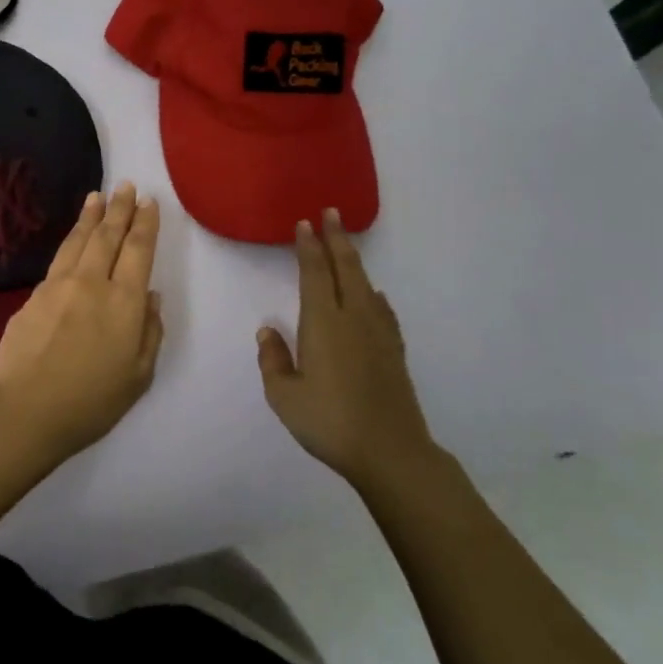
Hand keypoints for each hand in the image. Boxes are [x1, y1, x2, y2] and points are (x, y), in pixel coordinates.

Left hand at [0, 182, 165, 458]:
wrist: (24, 411)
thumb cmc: (90, 402)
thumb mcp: (138, 376)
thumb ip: (149, 333)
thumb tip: (151, 298)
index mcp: (124, 302)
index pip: (138, 251)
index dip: (145, 224)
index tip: (149, 202)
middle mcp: (91, 283)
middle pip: (107, 236)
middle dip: (119, 208)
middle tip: (125, 185)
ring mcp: (57, 286)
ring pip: (78, 241)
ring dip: (90, 217)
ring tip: (96, 197)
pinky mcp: (32, 297)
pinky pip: (58, 261)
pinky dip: (70, 243)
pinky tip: (72, 241)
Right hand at [257, 208, 440, 489]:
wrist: (390, 450)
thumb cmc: (329, 422)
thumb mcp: (284, 396)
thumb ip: (273, 360)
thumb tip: (268, 331)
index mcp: (323, 323)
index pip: (315, 273)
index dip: (309, 247)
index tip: (305, 224)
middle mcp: (353, 318)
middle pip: (347, 268)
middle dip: (337, 239)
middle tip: (331, 213)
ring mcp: (378, 333)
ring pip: (367, 284)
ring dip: (355, 260)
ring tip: (347, 245)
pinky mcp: (394, 351)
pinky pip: (383, 309)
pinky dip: (375, 294)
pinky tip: (375, 296)